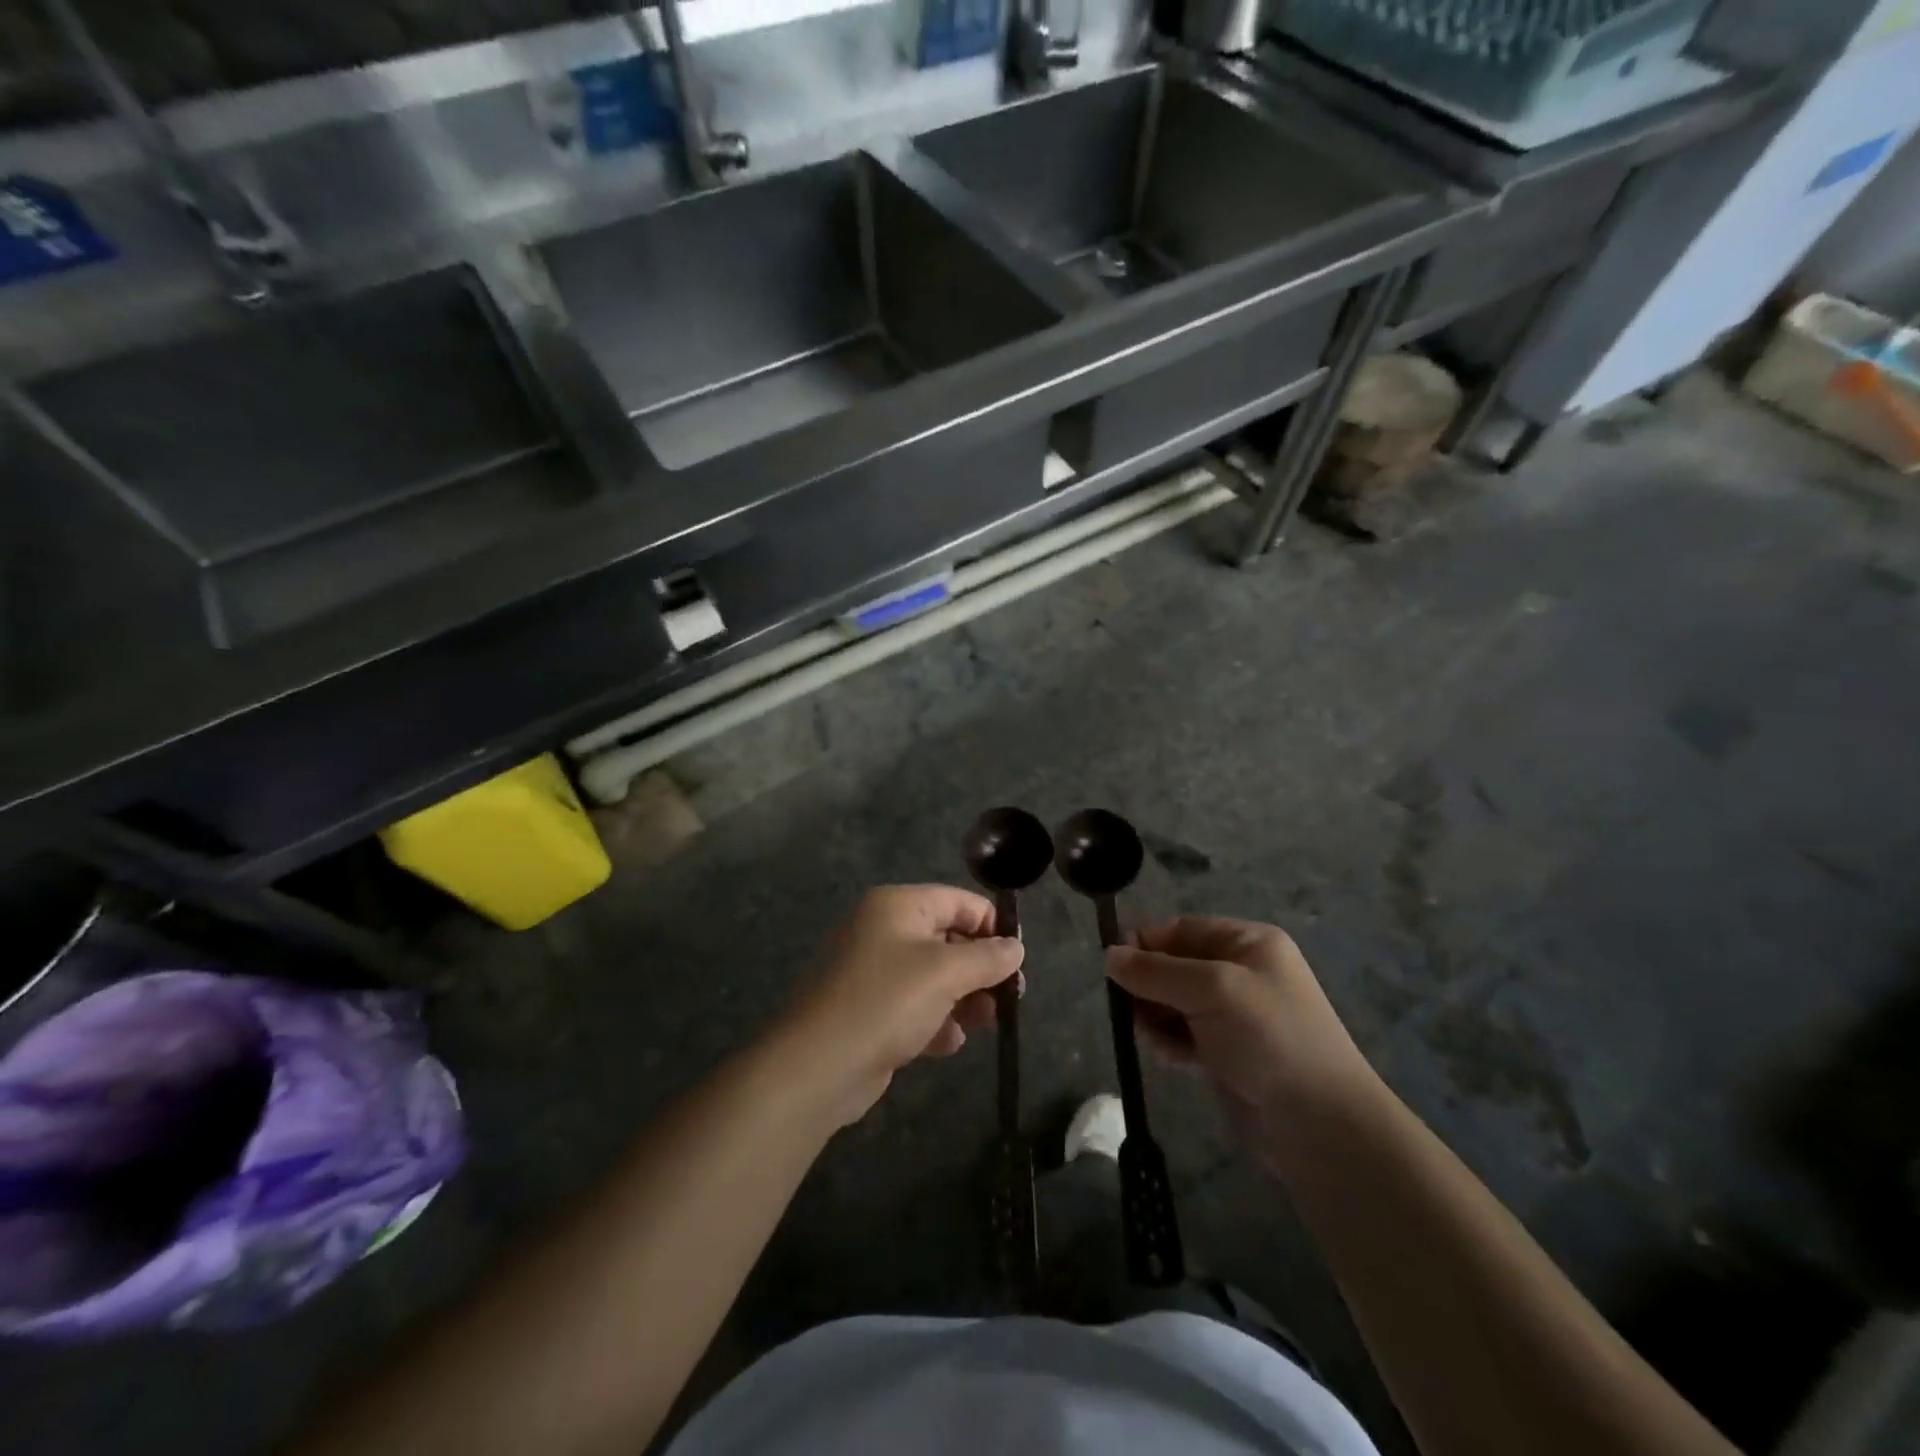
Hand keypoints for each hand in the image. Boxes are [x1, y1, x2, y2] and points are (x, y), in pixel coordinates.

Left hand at [783, 886, 1022, 1125]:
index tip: (1019, 959)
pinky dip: (935, 1021)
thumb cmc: (886, 1003)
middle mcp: (884, 930)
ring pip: (934, 977)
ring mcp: (874, 972)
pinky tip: (947, 1043)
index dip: (993, 926)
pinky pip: (915, 1007)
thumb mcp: (946, 973)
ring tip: (985, 1021)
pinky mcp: (870, 1011)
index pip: (959, 901)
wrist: (818, 1067)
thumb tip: (1016, 947)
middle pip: (948, 939)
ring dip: (964, 998)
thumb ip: (988, 957)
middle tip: (1011, 997)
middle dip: (981, 968)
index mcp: (898, 906)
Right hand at [1105, 916, 1380, 1136]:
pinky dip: (1170, 1042)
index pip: (1180, 929)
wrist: (1321, 1124)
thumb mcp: (1211, 990)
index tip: (1113, 968)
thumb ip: (1155, 971)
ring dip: (1155, 1017)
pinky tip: (1172, 1058)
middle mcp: (1240, 972)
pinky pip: (1183, 1034)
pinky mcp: (1227, 1052)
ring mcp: (1234, 1014)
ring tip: (1154, 1038)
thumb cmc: (1269, 1037)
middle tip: (1132, 1011)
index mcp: (1246, 942)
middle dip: (1149, 986)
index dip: (1145, 944)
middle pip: (1173, 965)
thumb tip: (1108, 955)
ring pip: (1173, 1002)